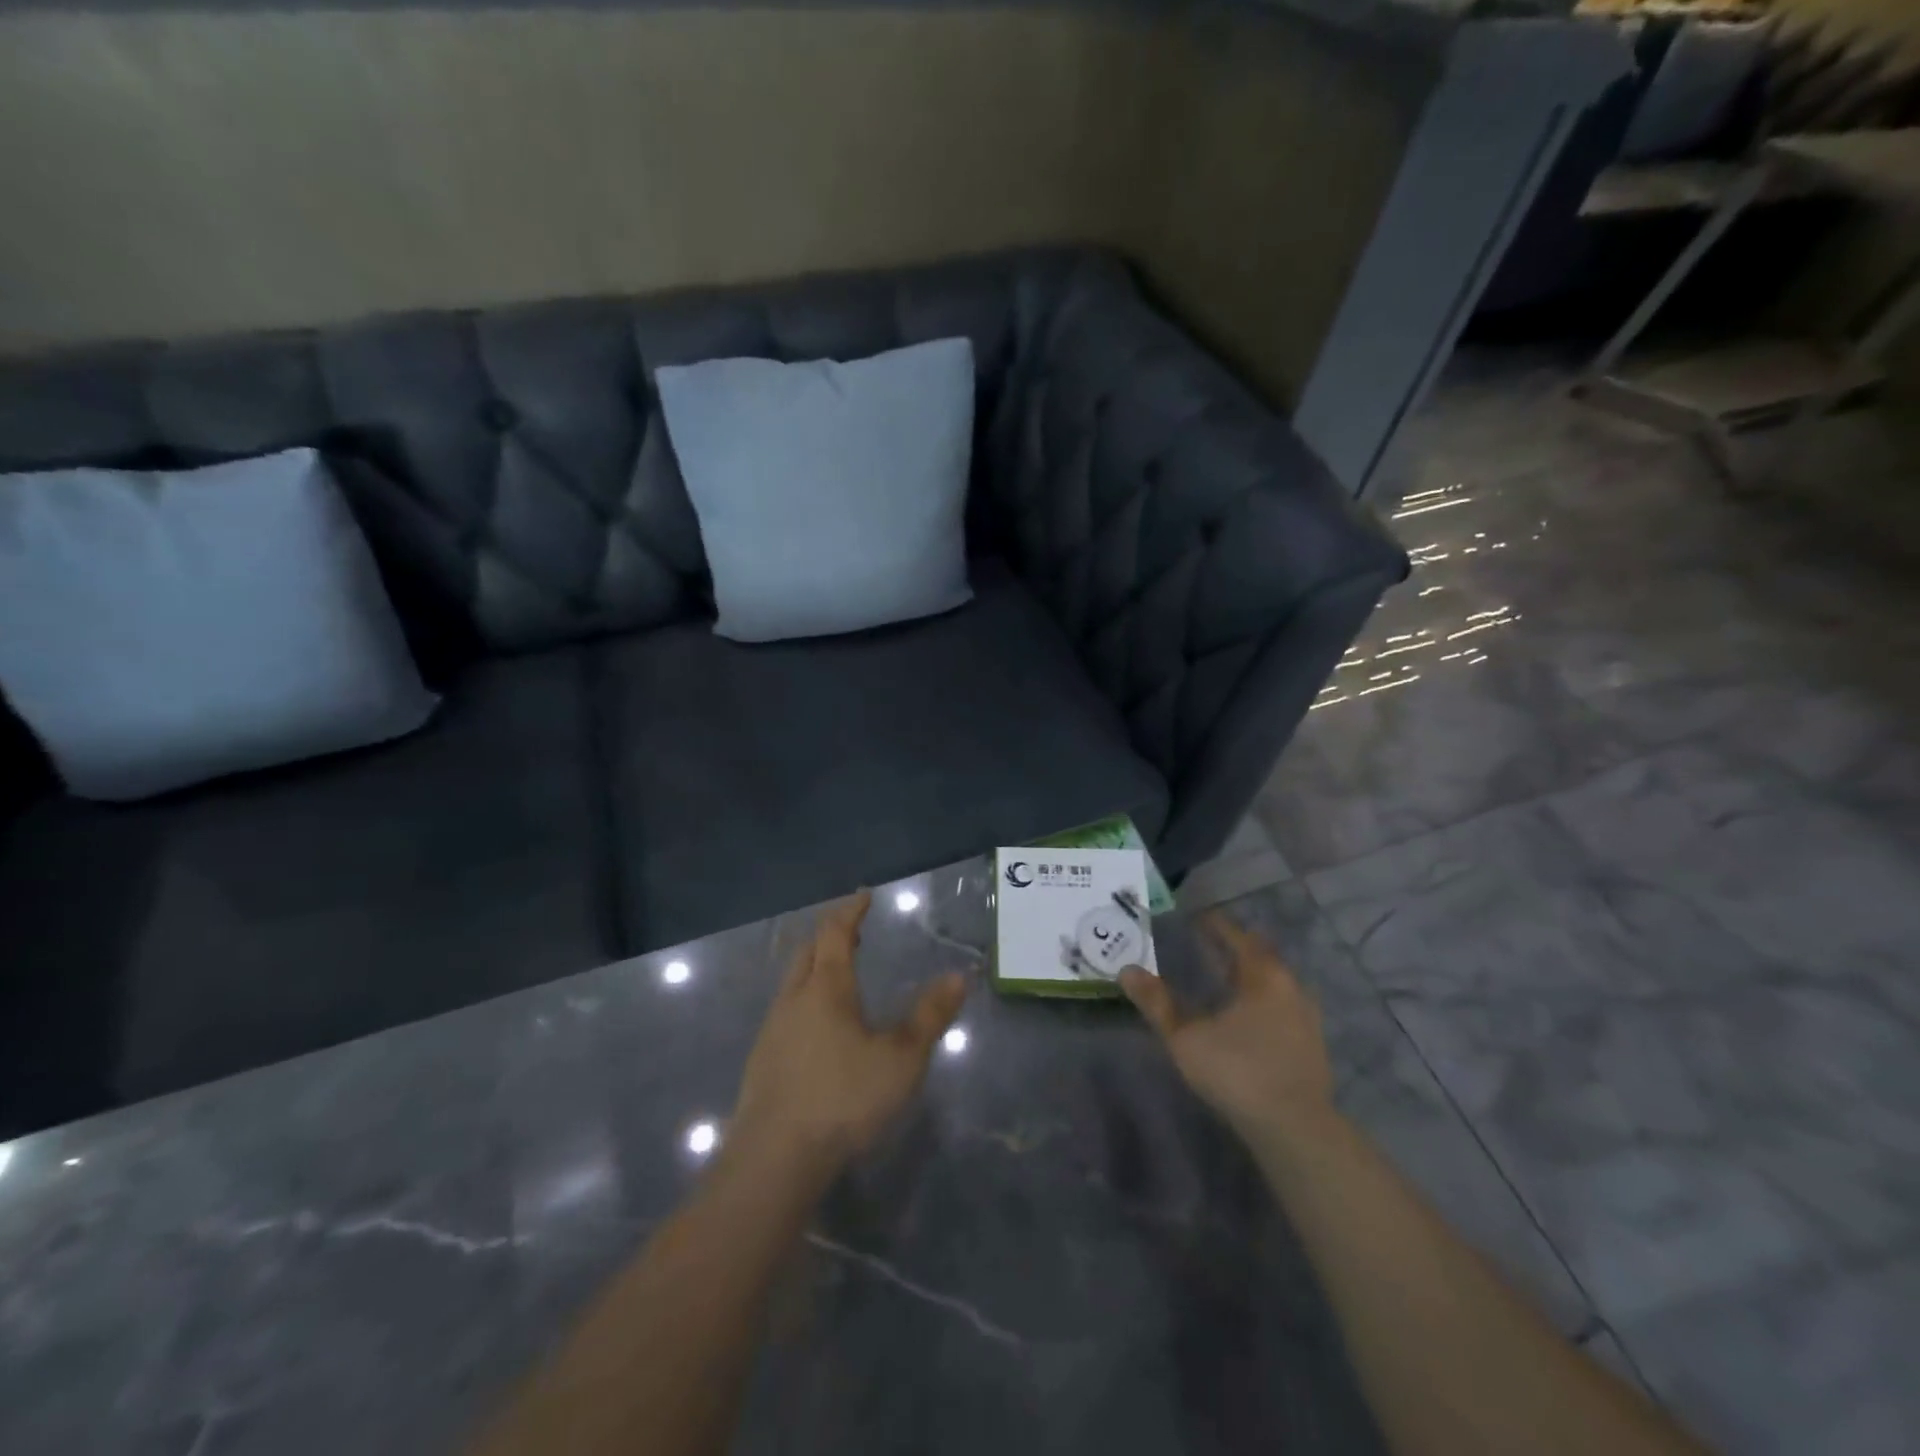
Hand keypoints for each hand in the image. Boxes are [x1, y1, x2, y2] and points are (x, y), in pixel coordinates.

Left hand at [728, 889, 967, 1181]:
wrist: (774, 1159)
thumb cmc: (843, 1098)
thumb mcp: (900, 1059)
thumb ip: (929, 1016)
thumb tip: (959, 976)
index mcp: (826, 988)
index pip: (835, 933)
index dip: (850, 911)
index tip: (863, 896)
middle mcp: (793, 999)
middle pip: (807, 951)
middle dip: (829, 934)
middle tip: (852, 931)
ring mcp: (772, 1030)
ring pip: (791, 983)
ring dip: (813, 967)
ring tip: (836, 975)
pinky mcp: (760, 1062)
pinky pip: (784, 1013)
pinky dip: (803, 1000)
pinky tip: (815, 1028)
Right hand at [1120, 910, 1334, 1143]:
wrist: (1295, 1129)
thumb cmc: (1237, 1071)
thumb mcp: (1186, 1037)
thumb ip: (1157, 1003)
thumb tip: (1127, 971)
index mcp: (1263, 976)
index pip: (1238, 937)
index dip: (1216, 926)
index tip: (1197, 918)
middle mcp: (1290, 987)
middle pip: (1260, 957)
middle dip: (1234, 949)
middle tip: (1207, 945)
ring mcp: (1306, 1018)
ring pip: (1274, 983)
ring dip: (1250, 976)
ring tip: (1224, 979)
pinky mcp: (1311, 1046)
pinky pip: (1283, 1006)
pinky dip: (1262, 1001)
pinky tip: (1246, 1017)